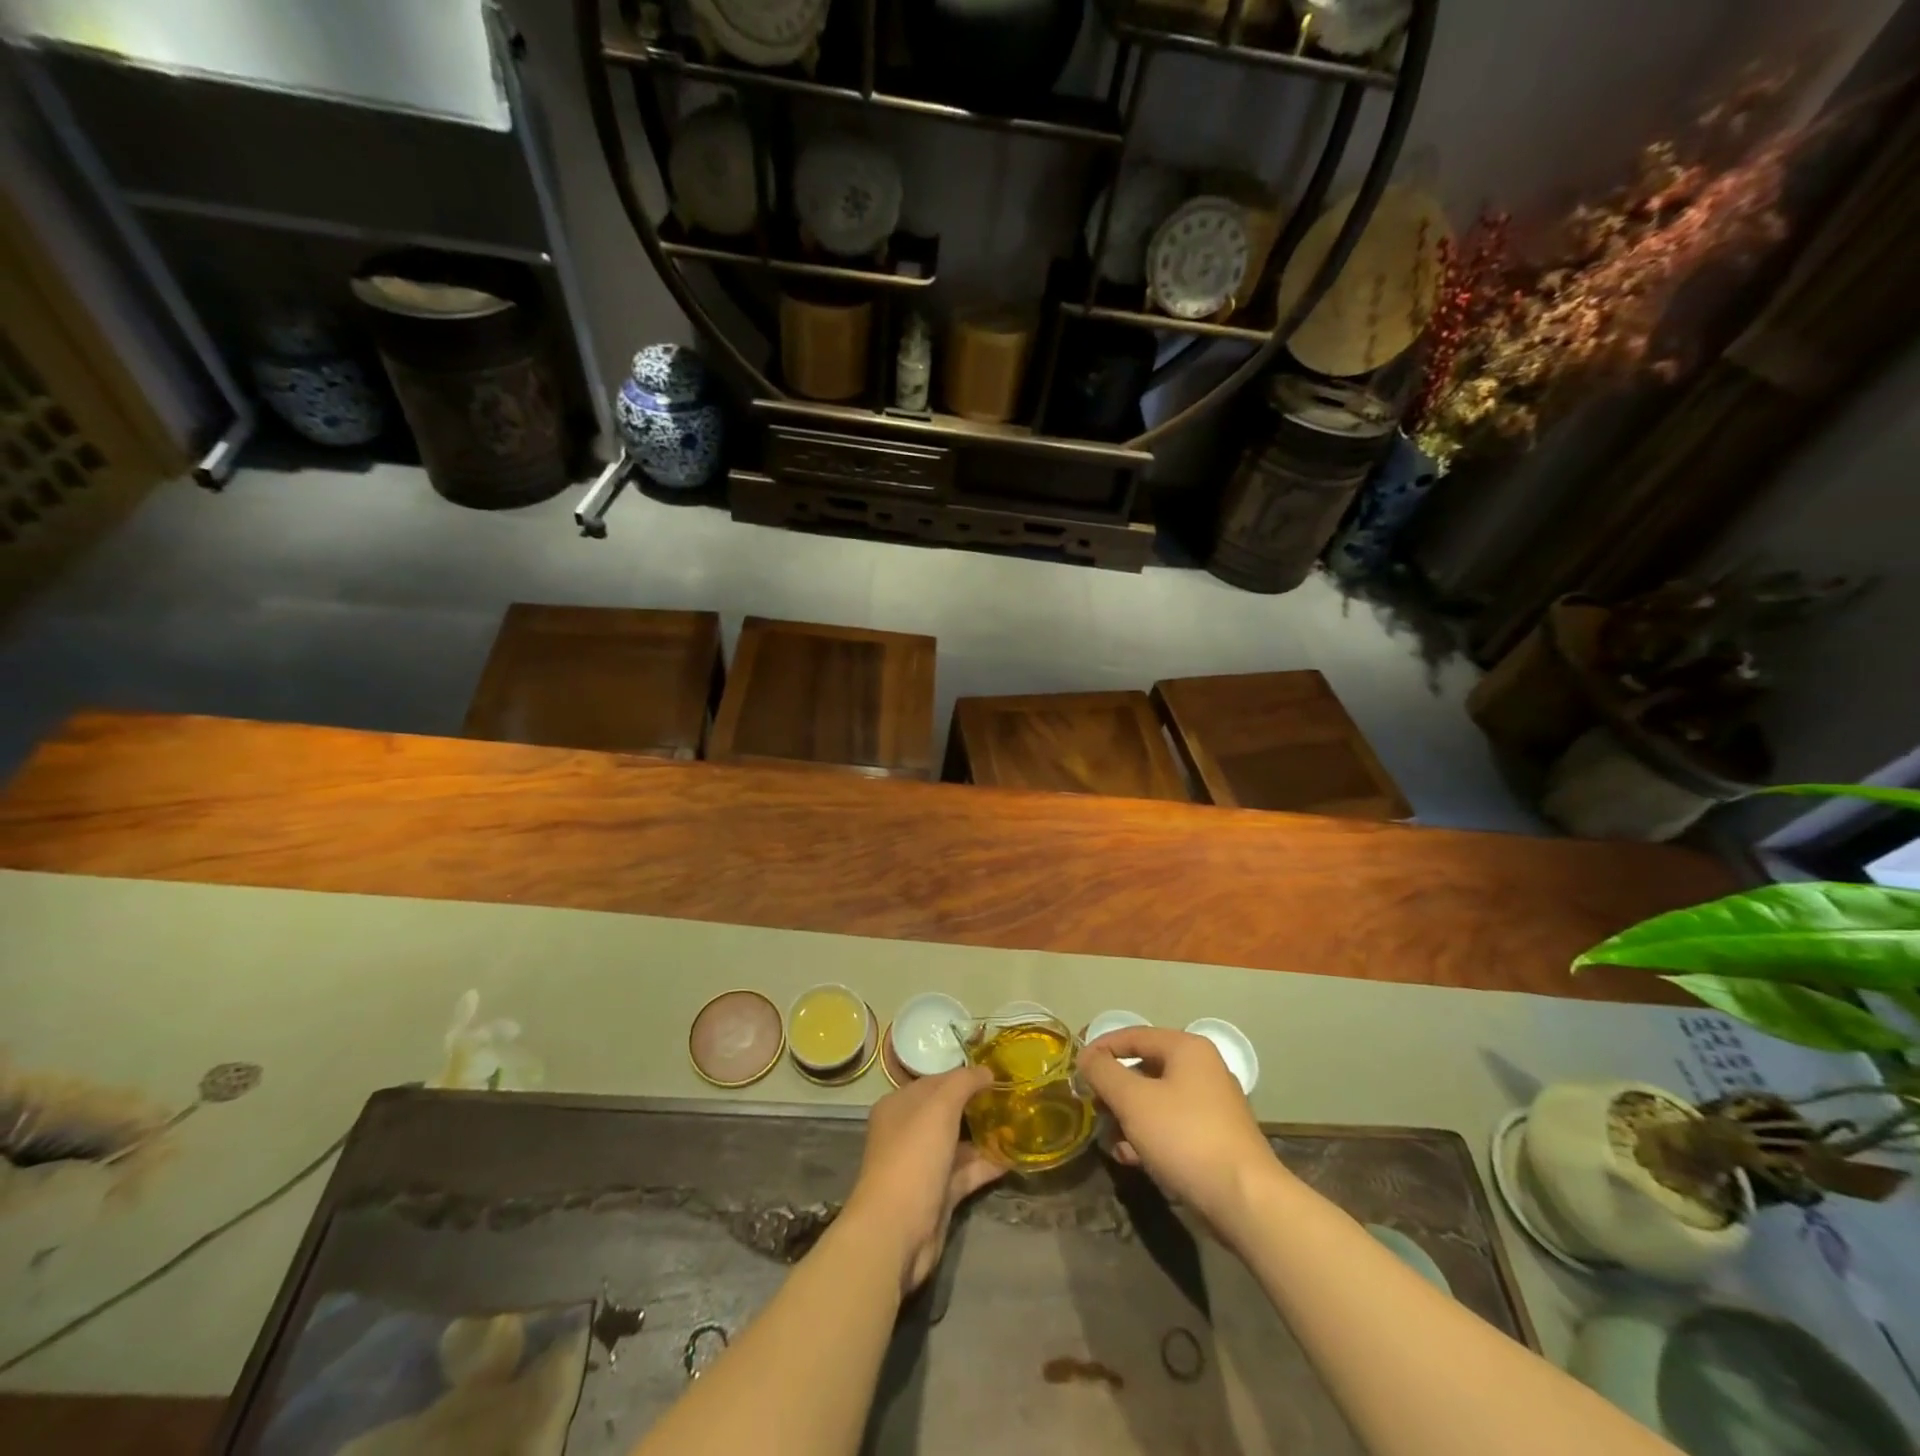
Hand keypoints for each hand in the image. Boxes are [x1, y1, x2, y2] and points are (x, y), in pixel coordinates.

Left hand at [844, 1066, 1005, 1293]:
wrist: (897, 1230)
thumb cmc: (914, 1156)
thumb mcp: (939, 1107)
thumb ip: (964, 1082)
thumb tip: (987, 1070)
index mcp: (900, 1106)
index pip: (936, 1081)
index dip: (965, 1076)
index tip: (998, 1074)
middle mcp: (908, 1132)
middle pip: (948, 1112)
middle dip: (978, 1105)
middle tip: (1012, 1097)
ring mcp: (924, 1165)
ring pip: (959, 1143)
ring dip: (986, 1135)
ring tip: (1019, 1124)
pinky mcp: (939, 1194)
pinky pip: (967, 1171)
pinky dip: (988, 1164)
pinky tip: (1015, 1156)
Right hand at [1079, 1028, 1285, 1238]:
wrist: (1245, 1201)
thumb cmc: (1184, 1137)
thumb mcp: (1133, 1100)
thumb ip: (1104, 1072)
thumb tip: (1086, 1056)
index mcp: (1187, 1049)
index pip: (1133, 1035)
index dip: (1101, 1048)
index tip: (1076, 1067)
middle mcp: (1203, 1069)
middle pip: (1145, 1068)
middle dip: (1115, 1088)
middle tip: (1091, 1105)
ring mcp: (1213, 1105)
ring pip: (1157, 1100)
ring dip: (1128, 1116)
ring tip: (1109, 1138)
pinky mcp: (1216, 1138)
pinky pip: (1172, 1126)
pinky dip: (1149, 1136)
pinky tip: (1130, 1158)